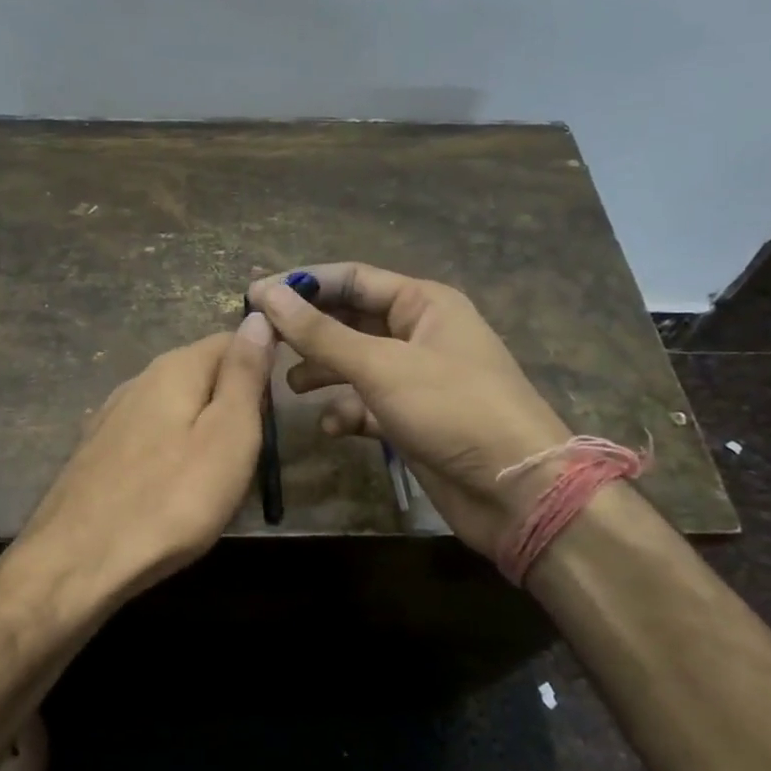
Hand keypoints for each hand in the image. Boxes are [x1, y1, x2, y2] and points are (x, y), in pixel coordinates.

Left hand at [19, 316, 275, 600]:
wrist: (77, 562)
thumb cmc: (170, 500)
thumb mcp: (228, 435)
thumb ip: (244, 375)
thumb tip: (258, 318)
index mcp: (174, 368)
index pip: (231, 339)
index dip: (263, 362)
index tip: (283, 404)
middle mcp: (139, 380)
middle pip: (202, 372)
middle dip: (233, 400)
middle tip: (255, 450)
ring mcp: (112, 415)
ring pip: (175, 405)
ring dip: (203, 427)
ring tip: (220, 473)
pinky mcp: (97, 451)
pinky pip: (151, 435)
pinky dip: (173, 450)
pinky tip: (174, 486)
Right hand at [247, 263, 570, 556]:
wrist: (517, 491)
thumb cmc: (453, 409)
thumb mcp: (381, 365)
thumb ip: (320, 333)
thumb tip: (267, 294)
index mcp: (423, 303)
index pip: (352, 279)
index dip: (303, 284)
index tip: (254, 296)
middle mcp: (419, 333)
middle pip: (350, 320)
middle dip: (309, 332)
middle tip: (262, 344)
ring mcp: (416, 378)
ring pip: (355, 363)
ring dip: (322, 372)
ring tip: (288, 386)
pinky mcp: (412, 419)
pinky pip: (367, 404)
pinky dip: (346, 411)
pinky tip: (330, 426)